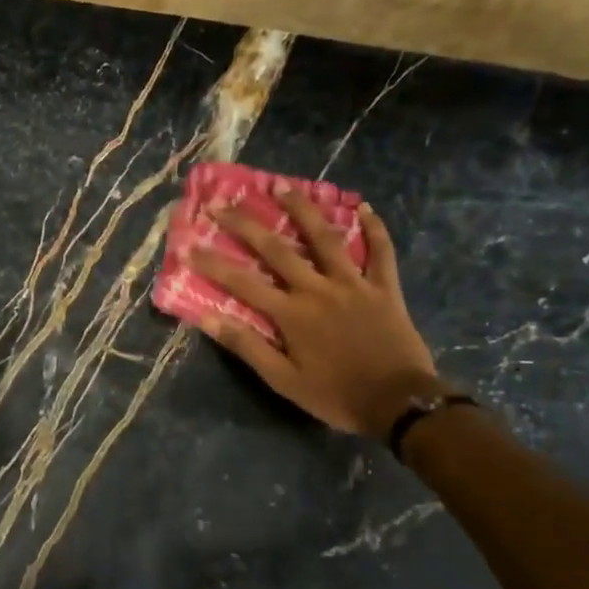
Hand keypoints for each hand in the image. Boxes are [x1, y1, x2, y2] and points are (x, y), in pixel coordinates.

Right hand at [190, 194, 445, 438]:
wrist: (400, 403)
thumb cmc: (335, 396)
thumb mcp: (283, 380)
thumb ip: (247, 346)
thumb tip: (208, 319)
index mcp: (291, 314)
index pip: (242, 283)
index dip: (213, 264)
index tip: (189, 245)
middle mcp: (318, 289)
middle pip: (277, 249)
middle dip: (246, 224)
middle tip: (224, 202)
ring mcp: (354, 283)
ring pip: (325, 237)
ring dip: (302, 209)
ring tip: (282, 185)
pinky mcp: (384, 287)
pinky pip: (380, 251)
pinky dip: (374, 227)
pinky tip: (363, 206)